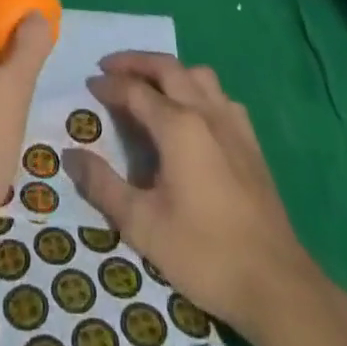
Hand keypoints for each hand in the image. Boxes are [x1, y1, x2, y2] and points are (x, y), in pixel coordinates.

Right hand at [63, 52, 314, 333]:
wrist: (275, 283)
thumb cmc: (204, 252)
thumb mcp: (143, 225)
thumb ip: (103, 186)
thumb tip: (71, 155)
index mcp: (178, 125)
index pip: (135, 90)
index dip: (109, 85)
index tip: (88, 85)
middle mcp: (205, 111)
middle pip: (167, 67)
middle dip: (135, 62)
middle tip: (110, 67)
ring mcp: (232, 122)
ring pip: (197, 74)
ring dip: (169, 70)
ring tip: (149, 85)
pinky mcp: (250, 140)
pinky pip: (219, 96)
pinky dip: (197, 90)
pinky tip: (192, 114)